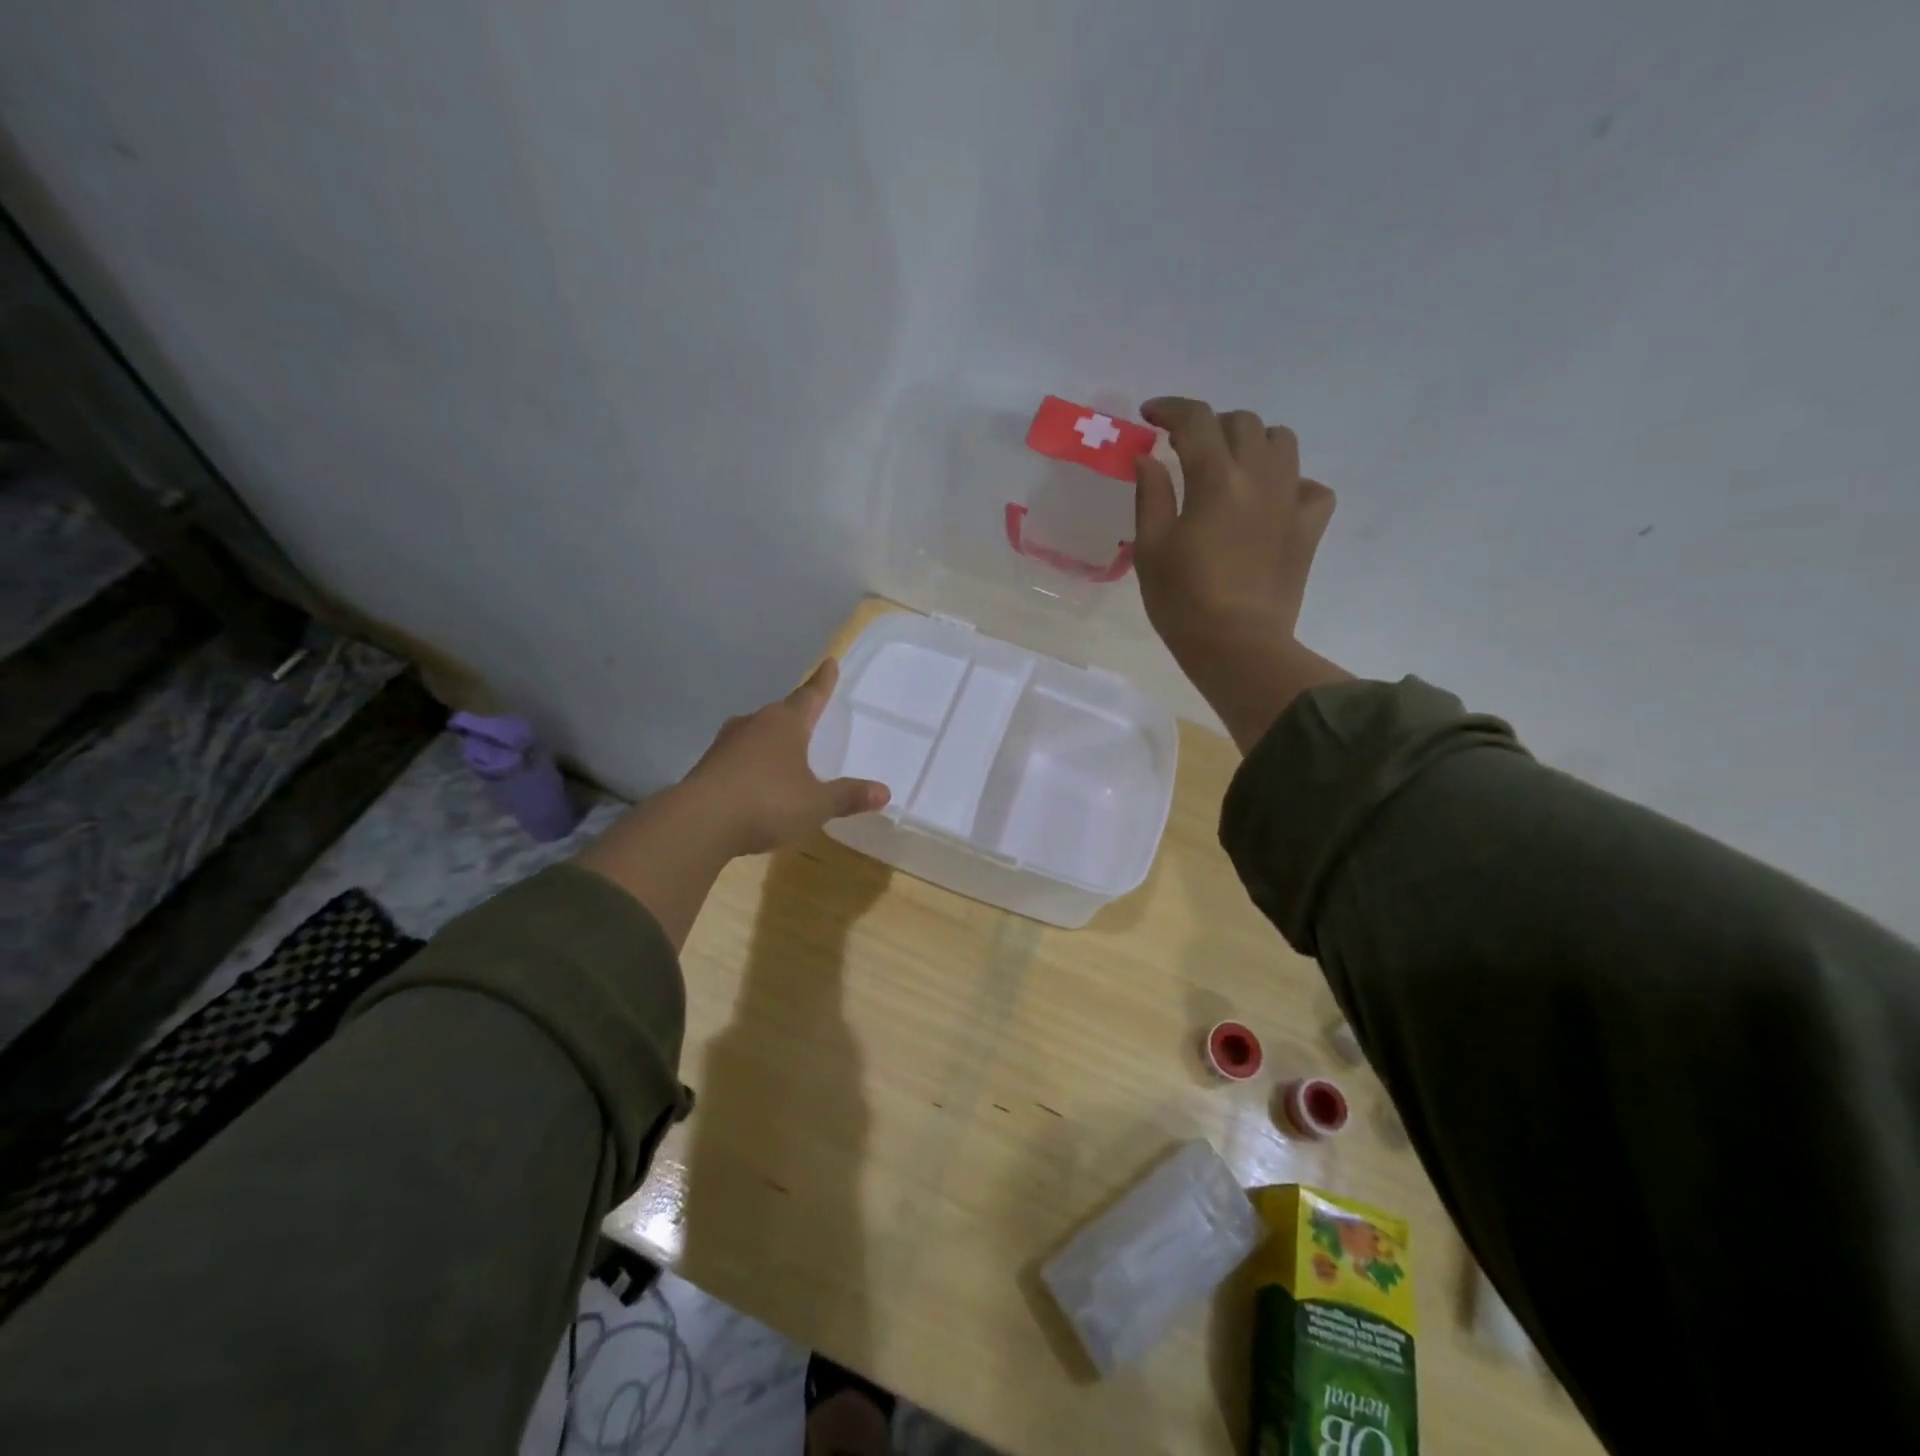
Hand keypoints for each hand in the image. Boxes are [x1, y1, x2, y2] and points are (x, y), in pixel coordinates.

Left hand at [682, 659, 889, 856]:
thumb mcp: (816, 804)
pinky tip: (756, 781)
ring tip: (784, 751)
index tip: (830, 661)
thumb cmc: (767, 802)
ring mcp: (726, 743)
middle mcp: (755, 724)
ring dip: (771, 740)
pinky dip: (751, 763)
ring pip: (756, 733)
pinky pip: (738, 757)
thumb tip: (884, 792)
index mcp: (786, 723)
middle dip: (796, 715)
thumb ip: (848, 796)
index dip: (823, 681)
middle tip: (810, 716)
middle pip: (781, 713)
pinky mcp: (708, 766)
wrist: (699, 823)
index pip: (810, 696)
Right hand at [1134, 397, 1347, 749]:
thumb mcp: (1151, 548)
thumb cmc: (1183, 601)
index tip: (1151, 415)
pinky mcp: (1309, 527)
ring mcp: (1291, 500)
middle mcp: (1260, 477)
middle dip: (1211, 426)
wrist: (1237, 645)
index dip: (1171, 409)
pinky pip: (1311, 486)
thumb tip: (1149, 457)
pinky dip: (1290, 483)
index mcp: (1216, 480)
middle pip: (1242, 423)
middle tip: (1187, 448)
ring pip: (1282, 442)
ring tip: (1231, 466)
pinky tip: (1270, 502)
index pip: (1196, 421)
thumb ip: (1151, 495)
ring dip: (1253, 442)